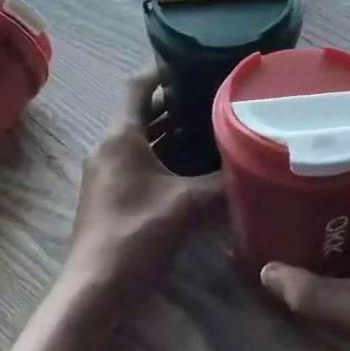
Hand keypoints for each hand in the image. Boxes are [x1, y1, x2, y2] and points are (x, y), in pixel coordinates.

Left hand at [64, 69, 224, 305]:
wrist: (94, 286)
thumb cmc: (136, 233)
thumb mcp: (185, 204)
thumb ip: (220, 182)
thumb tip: (255, 166)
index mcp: (120, 135)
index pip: (138, 85)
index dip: (163, 71)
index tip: (195, 64)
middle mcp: (109, 145)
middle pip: (141, 110)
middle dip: (175, 103)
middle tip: (213, 97)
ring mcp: (106, 169)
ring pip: (141, 137)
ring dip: (170, 130)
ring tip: (209, 125)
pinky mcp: (110, 191)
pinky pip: (138, 158)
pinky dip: (162, 153)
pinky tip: (192, 164)